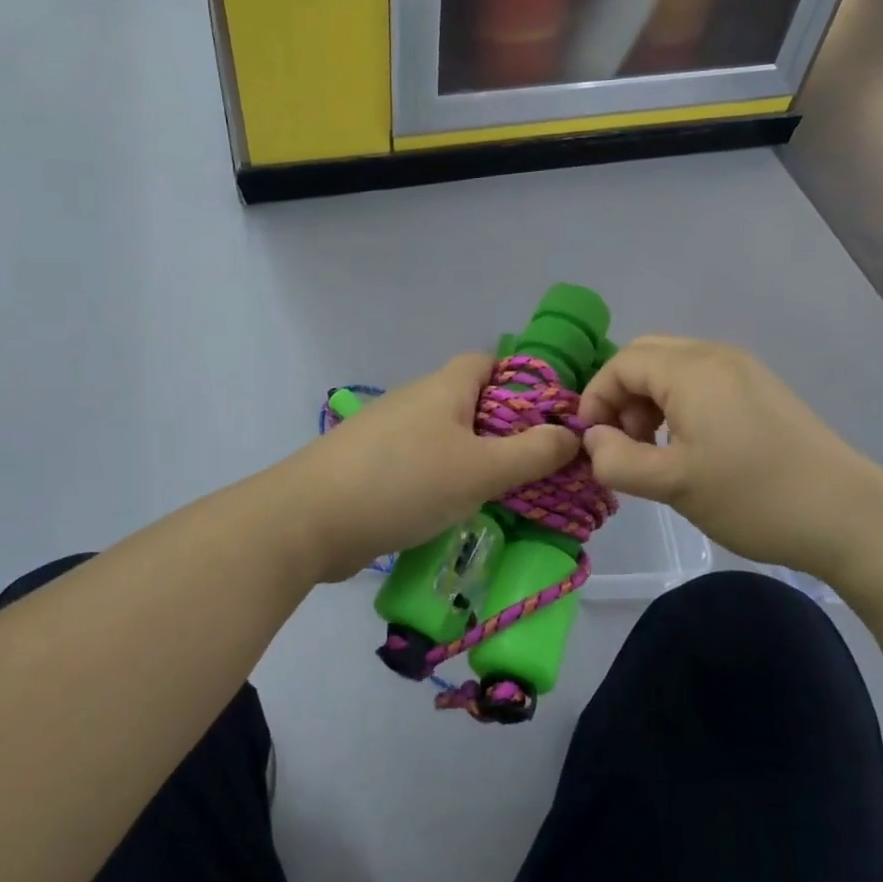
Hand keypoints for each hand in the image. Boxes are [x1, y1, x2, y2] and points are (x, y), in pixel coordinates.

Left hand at [291, 354, 580, 582]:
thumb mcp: (481, 470)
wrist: (310, 519)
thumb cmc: (404, 482)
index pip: (489, 362)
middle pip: (471, 402)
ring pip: (447, 436)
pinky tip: (457, 509)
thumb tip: (573, 434)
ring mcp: (390, 433)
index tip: (551, 418)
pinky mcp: (373, 466)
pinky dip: (445, 480)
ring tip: (506, 492)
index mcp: (444, 387)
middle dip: (506, 429)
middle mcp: (416, 400)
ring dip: (476, 459)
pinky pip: (423, 464)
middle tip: (537, 465)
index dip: (523, 382)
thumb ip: (532, 453)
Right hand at [578, 336, 882, 582]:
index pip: (621, 363)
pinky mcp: (761, 390)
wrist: (848, 516)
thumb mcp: (672, 484)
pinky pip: (701, 381)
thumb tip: (593, 439)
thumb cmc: (752, 496)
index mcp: (692, 369)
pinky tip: (689, 446)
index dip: (596, 399)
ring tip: (653, 450)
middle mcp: (716, 355)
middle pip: (646, 357)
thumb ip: (617, 460)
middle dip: (621, 396)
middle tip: (624, 444)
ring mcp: (744, 370)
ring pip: (673, 368)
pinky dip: (678, 404)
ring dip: (648, 400)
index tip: (592, 444)